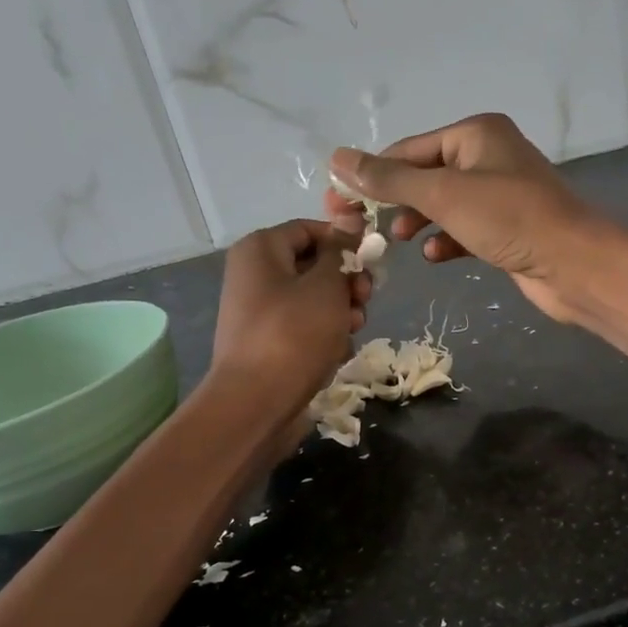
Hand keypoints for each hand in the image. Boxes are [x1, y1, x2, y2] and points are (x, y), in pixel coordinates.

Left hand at [211, 220, 369, 417]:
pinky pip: (305, 330)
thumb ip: (340, 253)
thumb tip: (348, 224)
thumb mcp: (326, 286)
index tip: (373, 262)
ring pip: (314, 301)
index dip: (344, 242)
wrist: (256, 402)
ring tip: (352, 330)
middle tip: (365, 300)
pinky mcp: (269, 345)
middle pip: (314, 267)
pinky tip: (335, 354)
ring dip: (340, 313)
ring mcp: (261, 313)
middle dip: (346, 283)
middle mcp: (255, 276)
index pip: (310, 229)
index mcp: (260, 249)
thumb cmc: (293, 334)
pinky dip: (324, 338)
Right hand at [324, 113, 609, 322]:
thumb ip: (390, 180)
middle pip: (425, 176)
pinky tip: (435, 256)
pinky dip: (446, 240)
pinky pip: (465, 229)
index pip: (408, 150)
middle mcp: (488, 157)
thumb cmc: (509, 219)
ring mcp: (500, 195)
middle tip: (362, 229)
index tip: (339, 205)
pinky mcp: (507, 229)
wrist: (574, 265)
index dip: (372, 176)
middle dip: (395, 202)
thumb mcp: (443, 195)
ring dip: (419, 222)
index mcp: (475, 134)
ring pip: (444, 205)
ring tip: (399, 240)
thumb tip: (337, 159)